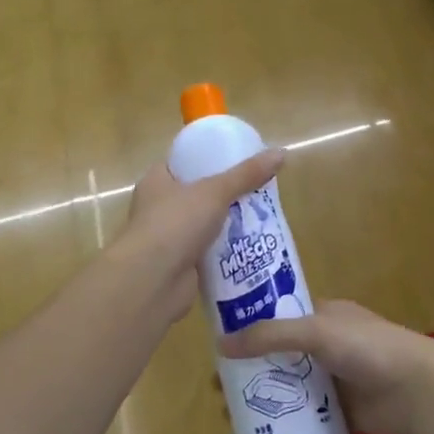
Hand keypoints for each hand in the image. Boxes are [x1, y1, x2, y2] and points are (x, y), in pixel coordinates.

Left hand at [115, 148, 285, 323]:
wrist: (153, 281)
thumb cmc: (175, 223)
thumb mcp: (215, 191)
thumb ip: (246, 175)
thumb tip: (280, 153)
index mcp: (156, 182)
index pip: (180, 163)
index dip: (204, 159)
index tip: (233, 160)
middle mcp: (157, 208)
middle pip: (195, 195)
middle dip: (223, 195)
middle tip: (254, 190)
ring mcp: (167, 239)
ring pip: (203, 225)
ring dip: (226, 224)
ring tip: (259, 217)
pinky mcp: (180, 266)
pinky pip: (208, 253)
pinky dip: (225, 251)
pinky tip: (251, 247)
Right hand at [219, 300, 433, 433]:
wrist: (418, 388)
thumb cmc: (368, 348)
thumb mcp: (316, 332)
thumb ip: (270, 336)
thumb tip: (219, 345)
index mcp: (323, 316)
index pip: (278, 317)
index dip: (249, 329)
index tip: (219, 348)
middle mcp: (326, 345)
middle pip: (279, 357)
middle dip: (249, 371)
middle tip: (218, 391)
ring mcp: (334, 379)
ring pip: (289, 388)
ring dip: (262, 400)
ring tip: (230, 418)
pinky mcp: (340, 411)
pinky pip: (306, 417)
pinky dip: (285, 424)